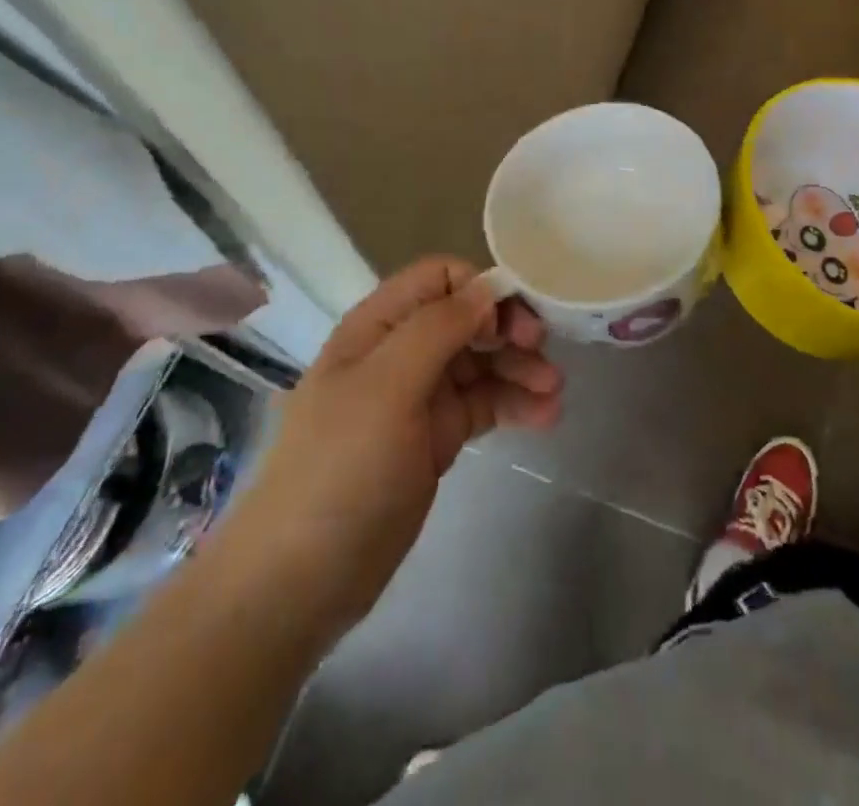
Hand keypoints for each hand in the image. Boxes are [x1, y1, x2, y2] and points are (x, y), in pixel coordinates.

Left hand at [220, 258, 561, 646]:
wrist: (303, 579)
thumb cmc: (341, 468)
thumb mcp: (387, 386)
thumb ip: (438, 328)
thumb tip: (488, 287)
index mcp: (378, 326)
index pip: (439, 278)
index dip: (479, 289)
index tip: (512, 322)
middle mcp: (400, 351)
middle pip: (466, 318)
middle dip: (508, 330)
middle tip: (543, 354)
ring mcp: (418, 396)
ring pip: (480, 362)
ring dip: (519, 369)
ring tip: (555, 392)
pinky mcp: (435, 437)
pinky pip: (482, 404)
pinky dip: (513, 404)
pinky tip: (545, 417)